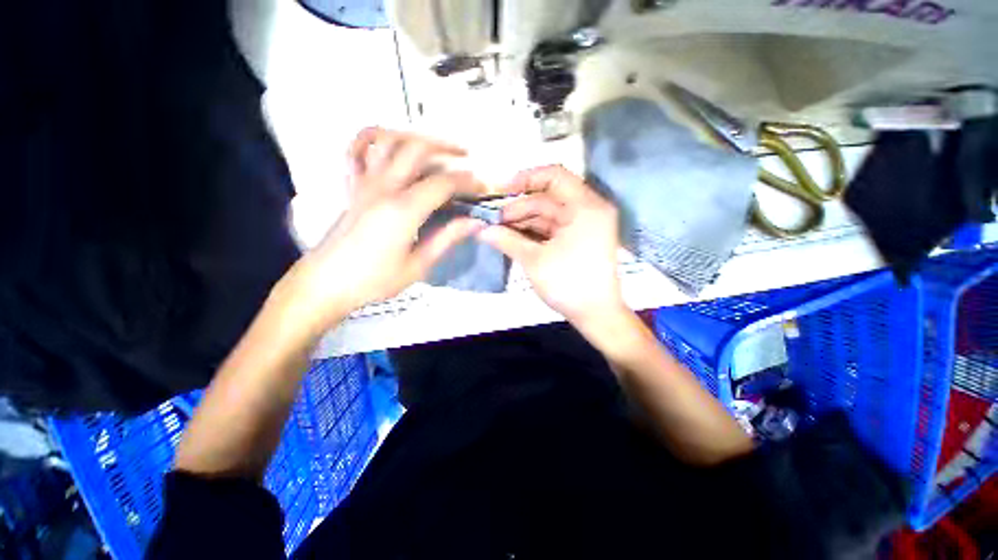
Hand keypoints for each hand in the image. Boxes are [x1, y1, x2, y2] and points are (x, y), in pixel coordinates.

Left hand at [283, 128, 484, 330]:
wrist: (326, 283)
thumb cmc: (374, 280)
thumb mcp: (418, 266)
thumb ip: (447, 239)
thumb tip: (475, 222)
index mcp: (403, 210)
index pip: (443, 183)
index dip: (467, 182)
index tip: (482, 187)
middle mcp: (384, 187)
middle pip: (417, 149)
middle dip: (446, 148)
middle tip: (467, 156)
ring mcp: (364, 182)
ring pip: (388, 141)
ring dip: (415, 136)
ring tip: (435, 146)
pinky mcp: (351, 186)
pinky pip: (356, 150)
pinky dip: (372, 137)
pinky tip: (388, 140)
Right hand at [478, 165, 626, 327]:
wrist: (596, 315)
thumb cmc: (568, 284)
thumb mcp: (534, 260)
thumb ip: (507, 240)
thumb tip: (481, 230)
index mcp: (585, 207)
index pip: (555, 175)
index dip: (526, 178)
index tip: (502, 191)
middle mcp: (589, 210)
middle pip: (548, 198)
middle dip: (519, 208)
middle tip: (493, 221)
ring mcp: (585, 225)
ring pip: (549, 214)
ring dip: (524, 221)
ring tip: (499, 231)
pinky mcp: (580, 239)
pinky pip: (553, 227)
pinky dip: (534, 232)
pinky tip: (514, 237)